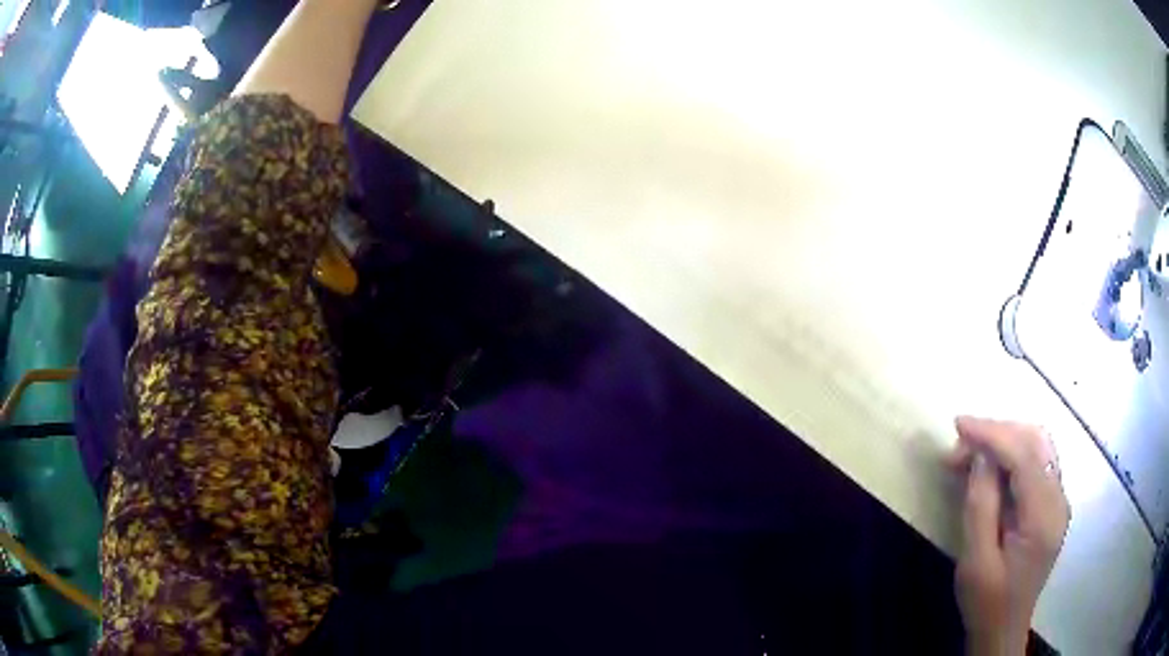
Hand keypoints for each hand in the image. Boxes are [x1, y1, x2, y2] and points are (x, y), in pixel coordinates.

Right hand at [948, 417, 1070, 655]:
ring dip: (1005, 440)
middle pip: (1036, 441)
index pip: (1024, 455)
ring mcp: (1058, 500)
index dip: (992, 434)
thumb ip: (981, 506)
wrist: (1003, 629)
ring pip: (1038, 446)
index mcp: (1044, 516)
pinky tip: (990, 468)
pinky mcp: (1051, 504)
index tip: (958, 425)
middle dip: (998, 433)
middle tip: (960, 445)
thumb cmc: (987, 602)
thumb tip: (980, 457)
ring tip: (970, 453)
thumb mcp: (976, 562)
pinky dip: (1012, 455)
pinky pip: (1036, 463)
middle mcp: (1059, 499)